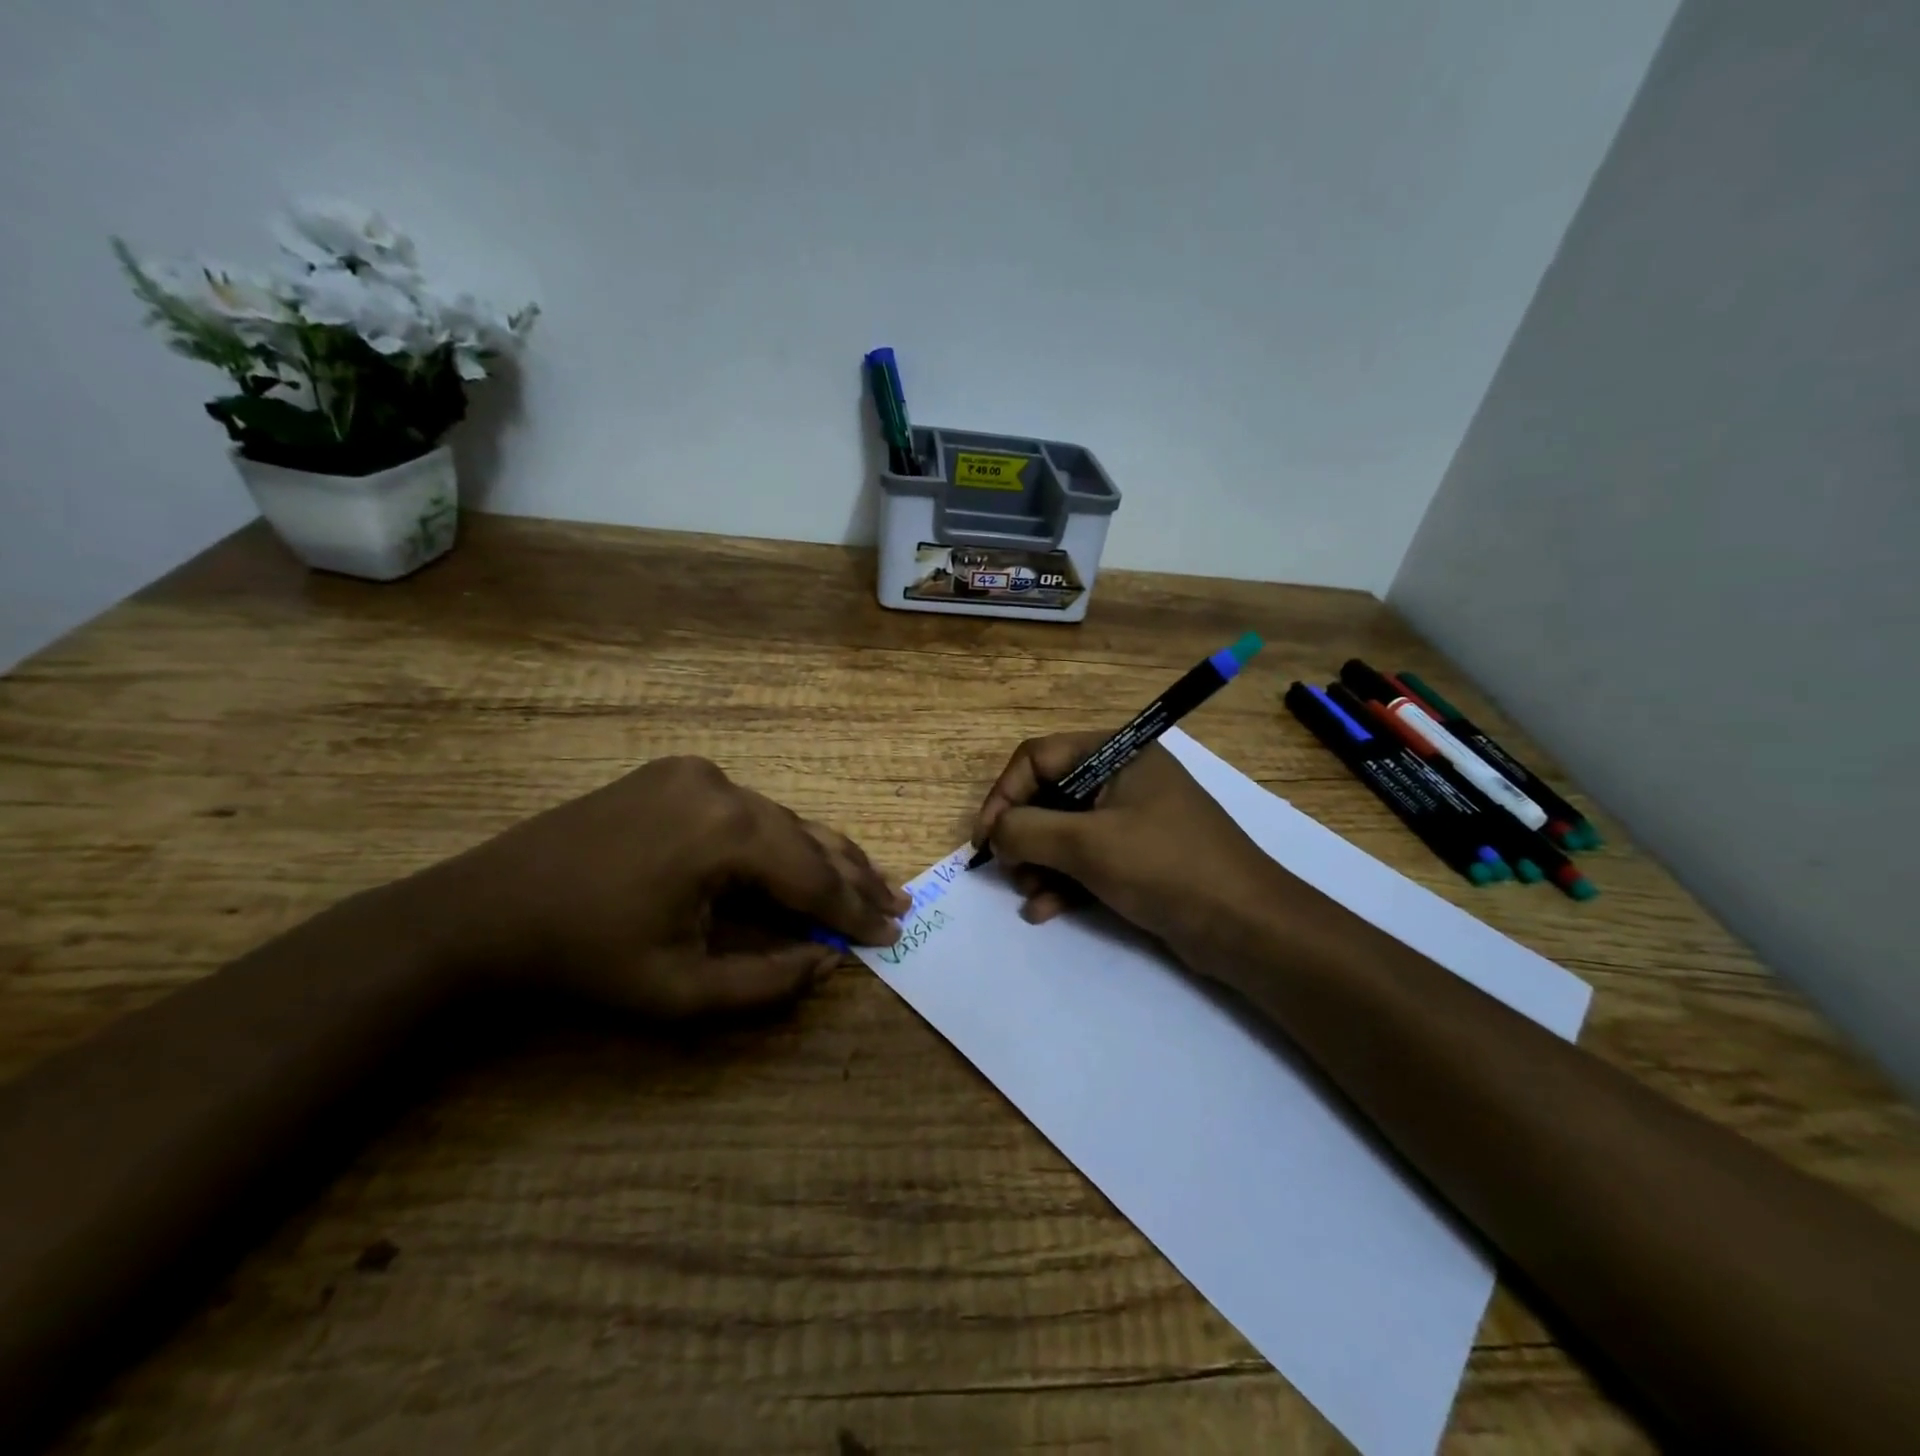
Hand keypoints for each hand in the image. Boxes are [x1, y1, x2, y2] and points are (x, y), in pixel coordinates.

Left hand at [457, 756, 907, 1016]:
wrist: (482, 914)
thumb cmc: (584, 961)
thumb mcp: (681, 991)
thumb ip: (768, 982)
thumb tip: (830, 962)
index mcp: (726, 832)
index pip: (813, 876)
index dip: (855, 911)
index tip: (893, 934)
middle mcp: (721, 786)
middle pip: (806, 838)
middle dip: (852, 877)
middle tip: (898, 903)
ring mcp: (695, 773)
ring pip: (779, 819)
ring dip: (818, 855)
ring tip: (867, 882)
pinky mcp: (674, 774)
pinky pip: (745, 809)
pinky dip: (776, 840)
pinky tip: (798, 859)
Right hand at [971, 733, 1322, 977]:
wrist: (1246, 927)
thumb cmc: (1164, 868)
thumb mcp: (1087, 845)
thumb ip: (1027, 831)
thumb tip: (994, 832)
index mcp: (1115, 754)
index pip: (1037, 758)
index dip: (1004, 796)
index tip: (985, 840)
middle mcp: (1122, 778)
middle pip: (1049, 795)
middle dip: (1023, 836)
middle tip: (1009, 871)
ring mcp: (1131, 817)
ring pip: (1064, 830)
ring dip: (1040, 863)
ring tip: (1030, 895)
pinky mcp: (1138, 855)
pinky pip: (1086, 858)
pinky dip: (1063, 881)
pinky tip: (1045, 910)